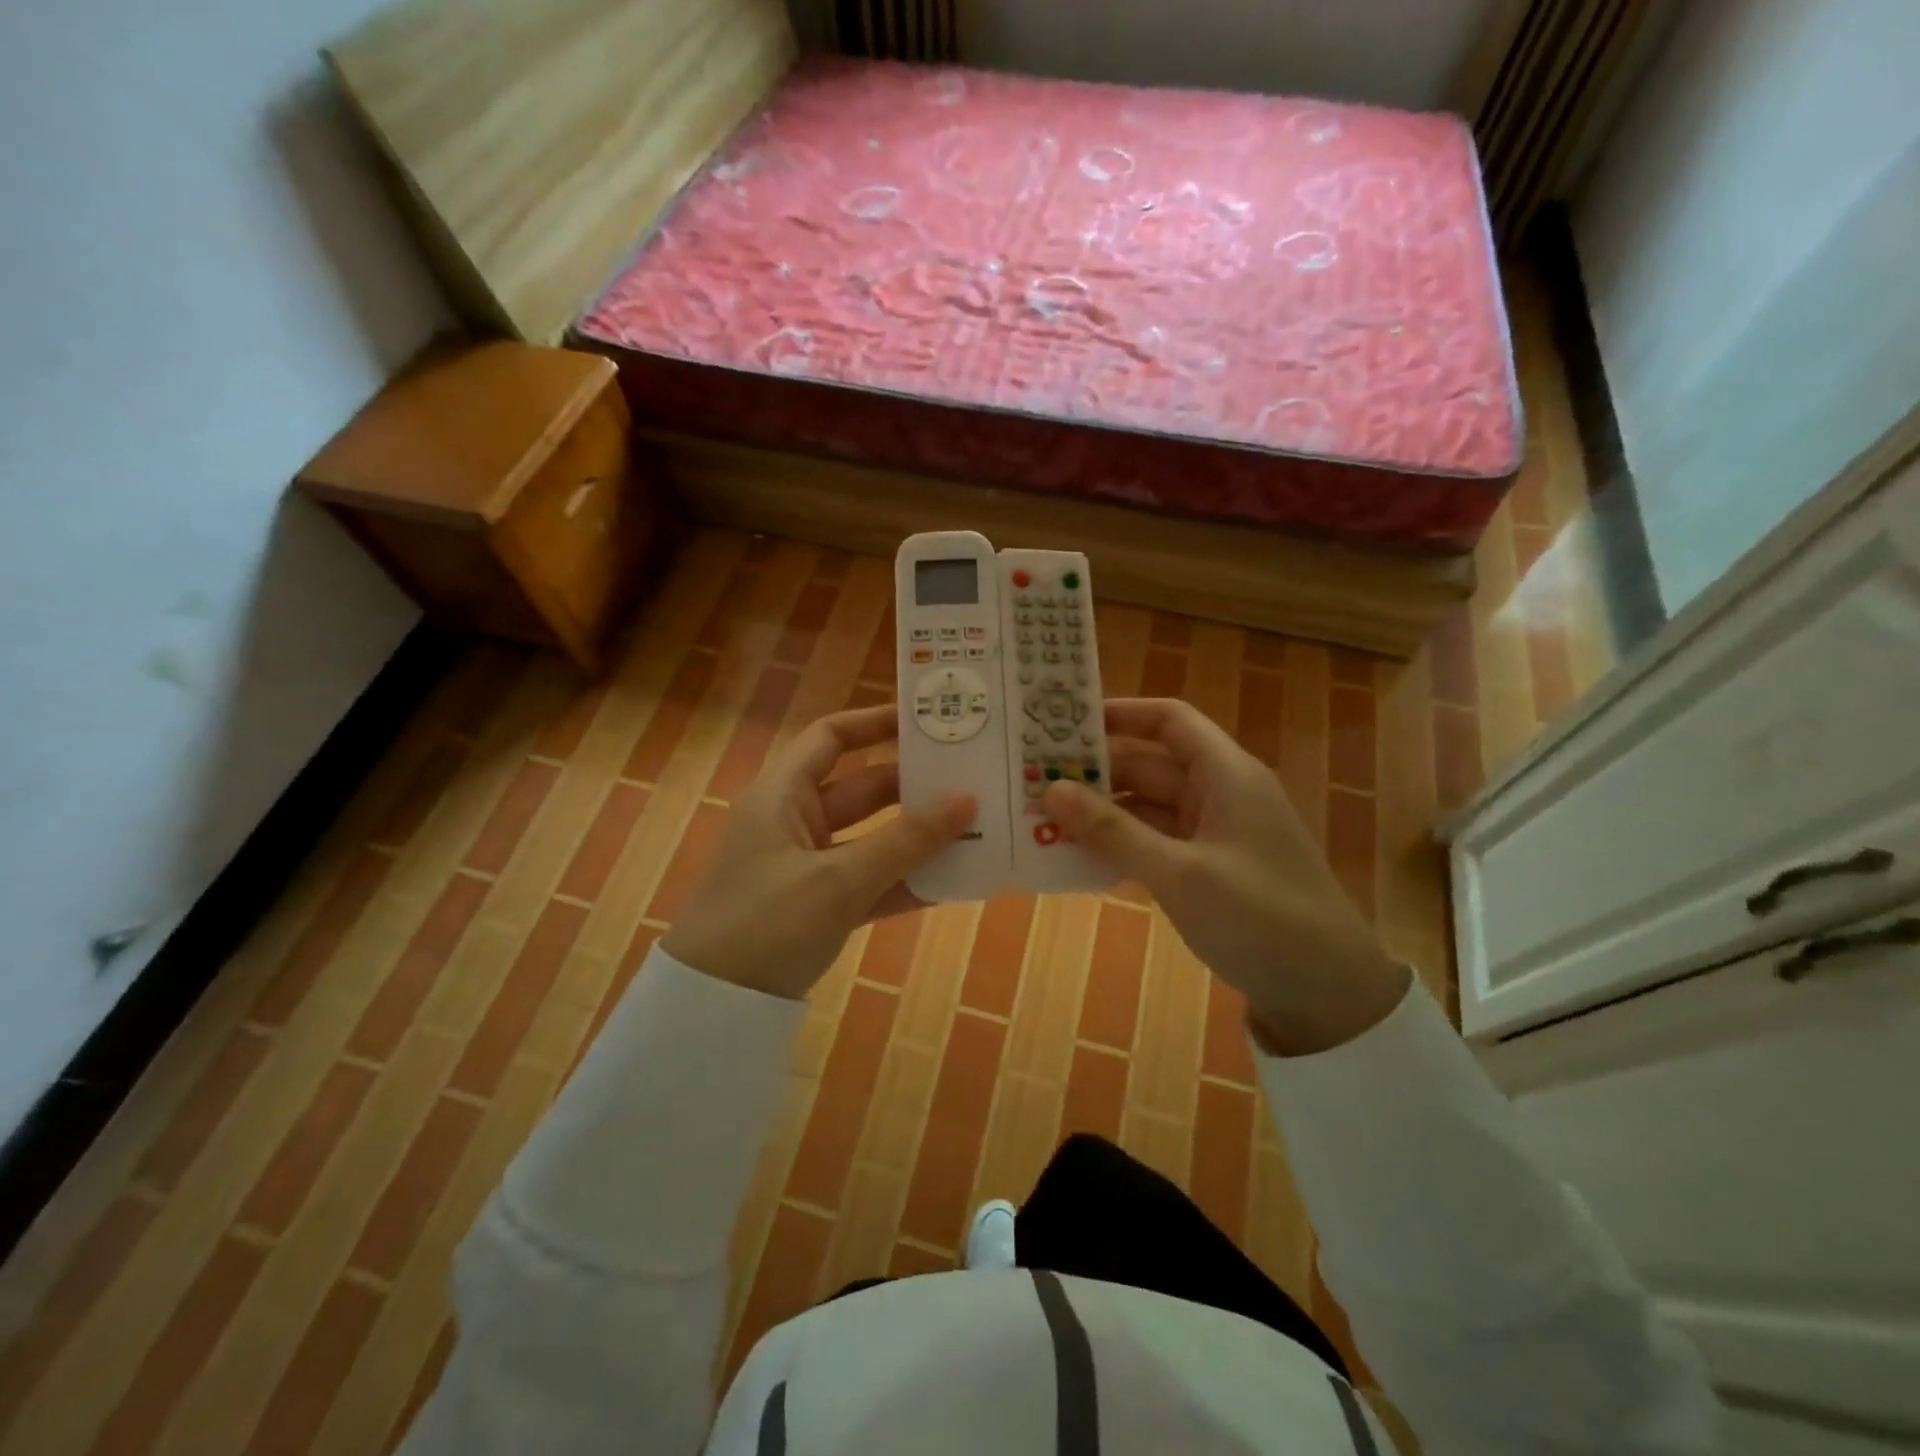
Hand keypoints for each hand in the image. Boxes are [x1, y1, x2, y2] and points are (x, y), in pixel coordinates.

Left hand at [661, 705, 974, 999]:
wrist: (711, 1009)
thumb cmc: (765, 924)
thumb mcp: (838, 880)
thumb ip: (904, 842)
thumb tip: (967, 800)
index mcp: (783, 794)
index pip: (831, 738)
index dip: (875, 723)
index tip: (927, 721)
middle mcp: (795, 821)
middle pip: (862, 788)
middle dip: (914, 786)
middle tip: (972, 778)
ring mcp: (808, 865)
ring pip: (872, 838)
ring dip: (917, 837)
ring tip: (977, 826)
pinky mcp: (819, 905)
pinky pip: (870, 881)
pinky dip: (904, 880)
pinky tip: (951, 880)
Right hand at [1043, 698, 1408, 1054]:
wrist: (1327, 994)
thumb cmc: (1260, 918)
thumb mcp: (1180, 873)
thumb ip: (1113, 831)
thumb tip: (1051, 789)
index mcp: (1226, 775)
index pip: (1170, 720)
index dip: (1121, 713)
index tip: (1065, 723)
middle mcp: (1219, 794)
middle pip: (1149, 765)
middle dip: (1095, 772)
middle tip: (1033, 779)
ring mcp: (1214, 833)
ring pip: (1147, 807)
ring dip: (1101, 814)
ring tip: (1041, 818)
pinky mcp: (1208, 869)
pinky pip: (1154, 842)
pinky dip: (1120, 845)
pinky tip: (1077, 857)